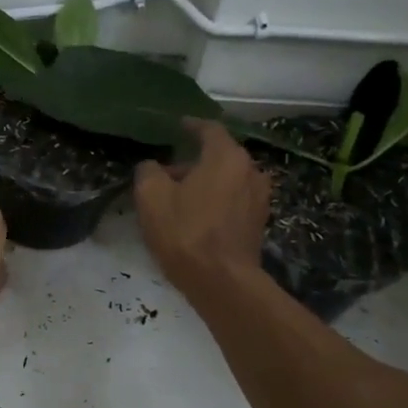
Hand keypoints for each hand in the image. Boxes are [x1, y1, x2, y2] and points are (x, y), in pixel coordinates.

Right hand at [134, 120, 270, 300]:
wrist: (223, 282)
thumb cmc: (186, 232)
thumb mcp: (151, 197)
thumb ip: (148, 172)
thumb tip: (152, 167)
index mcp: (227, 156)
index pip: (209, 129)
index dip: (191, 126)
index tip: (178, 126)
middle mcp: (250, 170)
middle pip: (219, 156)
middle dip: (192, 162)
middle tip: (166, 173)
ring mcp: (259, 198)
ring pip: (227, 179)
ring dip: (205, 183)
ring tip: (178, 198)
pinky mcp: (258, 223)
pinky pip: (233, 200)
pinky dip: (216, 200)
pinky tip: (196, 217)